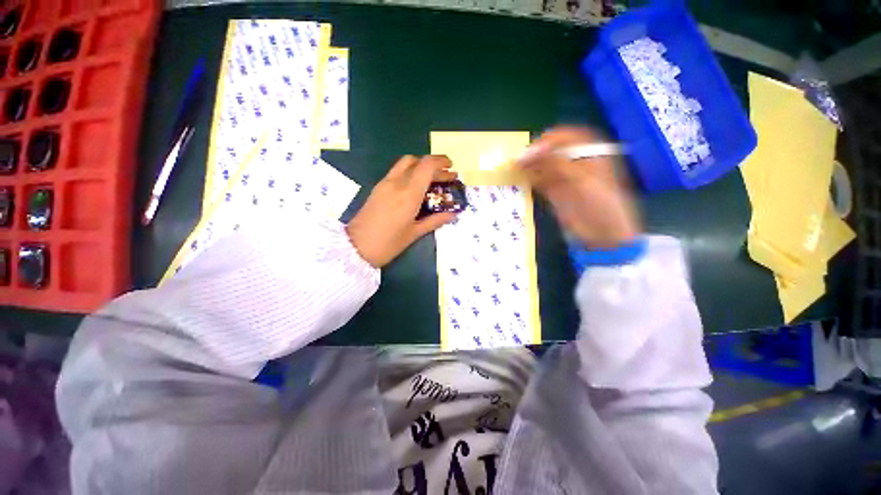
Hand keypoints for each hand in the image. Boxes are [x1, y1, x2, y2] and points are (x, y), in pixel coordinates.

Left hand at [347, 155, 458, 267]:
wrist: (355, 247)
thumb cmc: (388, 244)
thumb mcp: (415, 233)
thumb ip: (435, 221)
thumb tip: (453, 214)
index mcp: (408, 194)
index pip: (426, 166)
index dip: (441, 162)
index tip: (452, 167)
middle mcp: (396, 183)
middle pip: (417, 161)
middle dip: (434, 166)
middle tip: (446, 177)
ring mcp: (385, 183)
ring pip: (405, 163)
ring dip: (421, 166)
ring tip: (432, 180)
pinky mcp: (378, 188)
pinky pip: (397, 172)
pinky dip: (410, 172)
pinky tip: (417, 187)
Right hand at [519, 126, 640, 248]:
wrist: (603, 234)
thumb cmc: (600, 203)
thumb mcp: (582, 179)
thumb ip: (557, 163)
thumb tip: (532, 152)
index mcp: (590, 153)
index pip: (567, 137)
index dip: (550, 140)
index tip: (533, 148)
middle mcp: (576, 163)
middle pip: (553, 151)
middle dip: (536, 153)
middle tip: (519, 159)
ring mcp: (565, 178)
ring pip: (544, 166)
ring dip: (531, 166)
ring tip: (516, 167)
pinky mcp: (556, 193)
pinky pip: (541, 182)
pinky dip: (531, 179)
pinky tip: (522, 179)